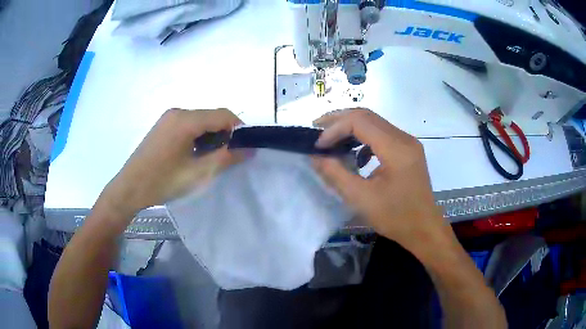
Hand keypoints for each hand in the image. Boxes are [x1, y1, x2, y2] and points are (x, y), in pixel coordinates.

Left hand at [97, 108, 241, 221]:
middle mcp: (178, 112)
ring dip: (211, 136)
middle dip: (225, 134)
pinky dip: (198, 136)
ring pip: (200, 120)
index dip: (239, 130)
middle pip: (211, 116)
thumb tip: (250, 149)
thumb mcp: (198, 173)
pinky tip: (194, 154)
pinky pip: (188, 125)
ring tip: (210, 158)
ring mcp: (168, 118)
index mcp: (186, 119)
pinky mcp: (163, 126)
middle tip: (228, 157)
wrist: (129, 188)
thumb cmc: (163, 181)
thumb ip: (226, 157)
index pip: (223, 115)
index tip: (245, 149)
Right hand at [312, 108, 444, 250]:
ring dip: (351, 127)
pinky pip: (382, 135)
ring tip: (331, 139)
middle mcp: (404, 138)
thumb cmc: (395, 217)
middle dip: (339, 120)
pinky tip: (355, 156)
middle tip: (317, 129)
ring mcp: (408, 143)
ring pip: (374, 123)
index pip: (360, 121)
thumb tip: (315, 156)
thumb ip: (335, 174)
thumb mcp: (361, 198)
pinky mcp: (408, 151)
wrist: (424, 229)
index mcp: (396, 148)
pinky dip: (364, 139)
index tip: (318, 146)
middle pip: (367, 116)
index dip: (334, 129)